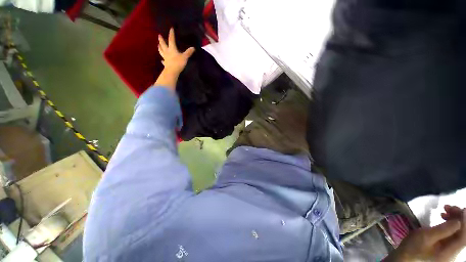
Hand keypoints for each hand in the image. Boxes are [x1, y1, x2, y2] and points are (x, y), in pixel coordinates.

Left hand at [158, 28, 194, 74]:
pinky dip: (162, 60)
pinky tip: (161, 60)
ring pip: (161, 51)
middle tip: (159, 35)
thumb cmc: (178, 63)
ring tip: (158, 45)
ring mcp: (165, 57)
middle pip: (163, 44)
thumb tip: (193, 47)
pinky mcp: (165, 63)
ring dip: (159, 48)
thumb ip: (188, 52)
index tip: (171, 28)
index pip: (171, 39)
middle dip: (161, 39)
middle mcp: (167, 51)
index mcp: (172, 48)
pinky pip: (163, 61)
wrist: (172, 71)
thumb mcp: (185, 57)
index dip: (171, 34)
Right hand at [385, 205, 465, 261]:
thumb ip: (443, 230)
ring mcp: (451, 250)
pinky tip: (444, 217)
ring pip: (460, 232)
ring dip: (456, 219)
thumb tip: (459, 220)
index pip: (464, 237)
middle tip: (449, 206)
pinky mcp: (447, 246)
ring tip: (446, 210)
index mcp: (450, 252)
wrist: (405, 257)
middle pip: (463, 233)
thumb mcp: (426, 237)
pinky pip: (455, 233)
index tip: (462, 209)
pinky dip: (452, 223)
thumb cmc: (413, 247)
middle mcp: (454, 252)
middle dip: (460, 218)